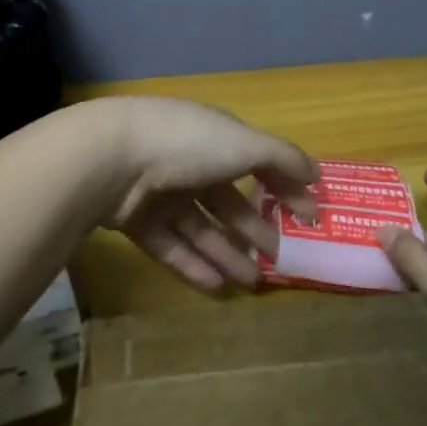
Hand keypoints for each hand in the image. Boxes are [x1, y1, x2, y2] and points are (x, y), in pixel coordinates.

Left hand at [92, 97, 318, 295]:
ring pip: (200, 228)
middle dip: (255, 228)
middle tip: (280, 259)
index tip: (310, 218)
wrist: (110, 159)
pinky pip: (172, 246)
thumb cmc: (186, 144)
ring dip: (228, 254)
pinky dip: (195, 266)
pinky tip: (220, 288)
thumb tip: (316, 174)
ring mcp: (159, 192)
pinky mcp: (136, 221)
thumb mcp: (244, 143)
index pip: (256, 162)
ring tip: (254, 282)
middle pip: (227, 200)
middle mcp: (187, 161)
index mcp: (213, 137)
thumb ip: (282, 158)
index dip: (285, 187)